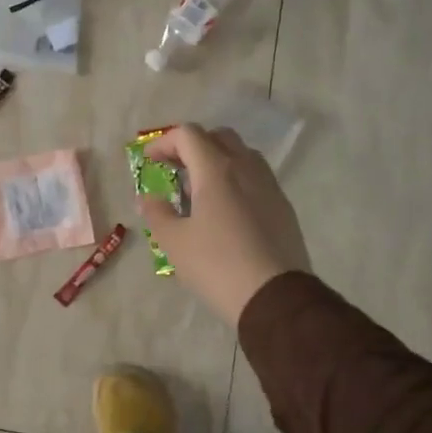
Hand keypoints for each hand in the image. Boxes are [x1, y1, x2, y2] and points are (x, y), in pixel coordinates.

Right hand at [138, 124, 310, 324]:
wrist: (275, 297)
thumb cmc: (217, 265)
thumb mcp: (174, 242)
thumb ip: (157, 212)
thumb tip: (148, 197)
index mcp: (216, 170)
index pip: (188, 135)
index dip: (164, 142)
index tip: (149, 161)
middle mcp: (246, 168)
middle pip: (218, 137)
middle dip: (192, 146)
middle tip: (174, 169)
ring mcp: (269, 186)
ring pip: (242, 155)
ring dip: (217, 160)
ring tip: (200, 190)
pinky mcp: (283, 206)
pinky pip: (256, 178)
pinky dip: (236, 179)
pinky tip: (226, 210)